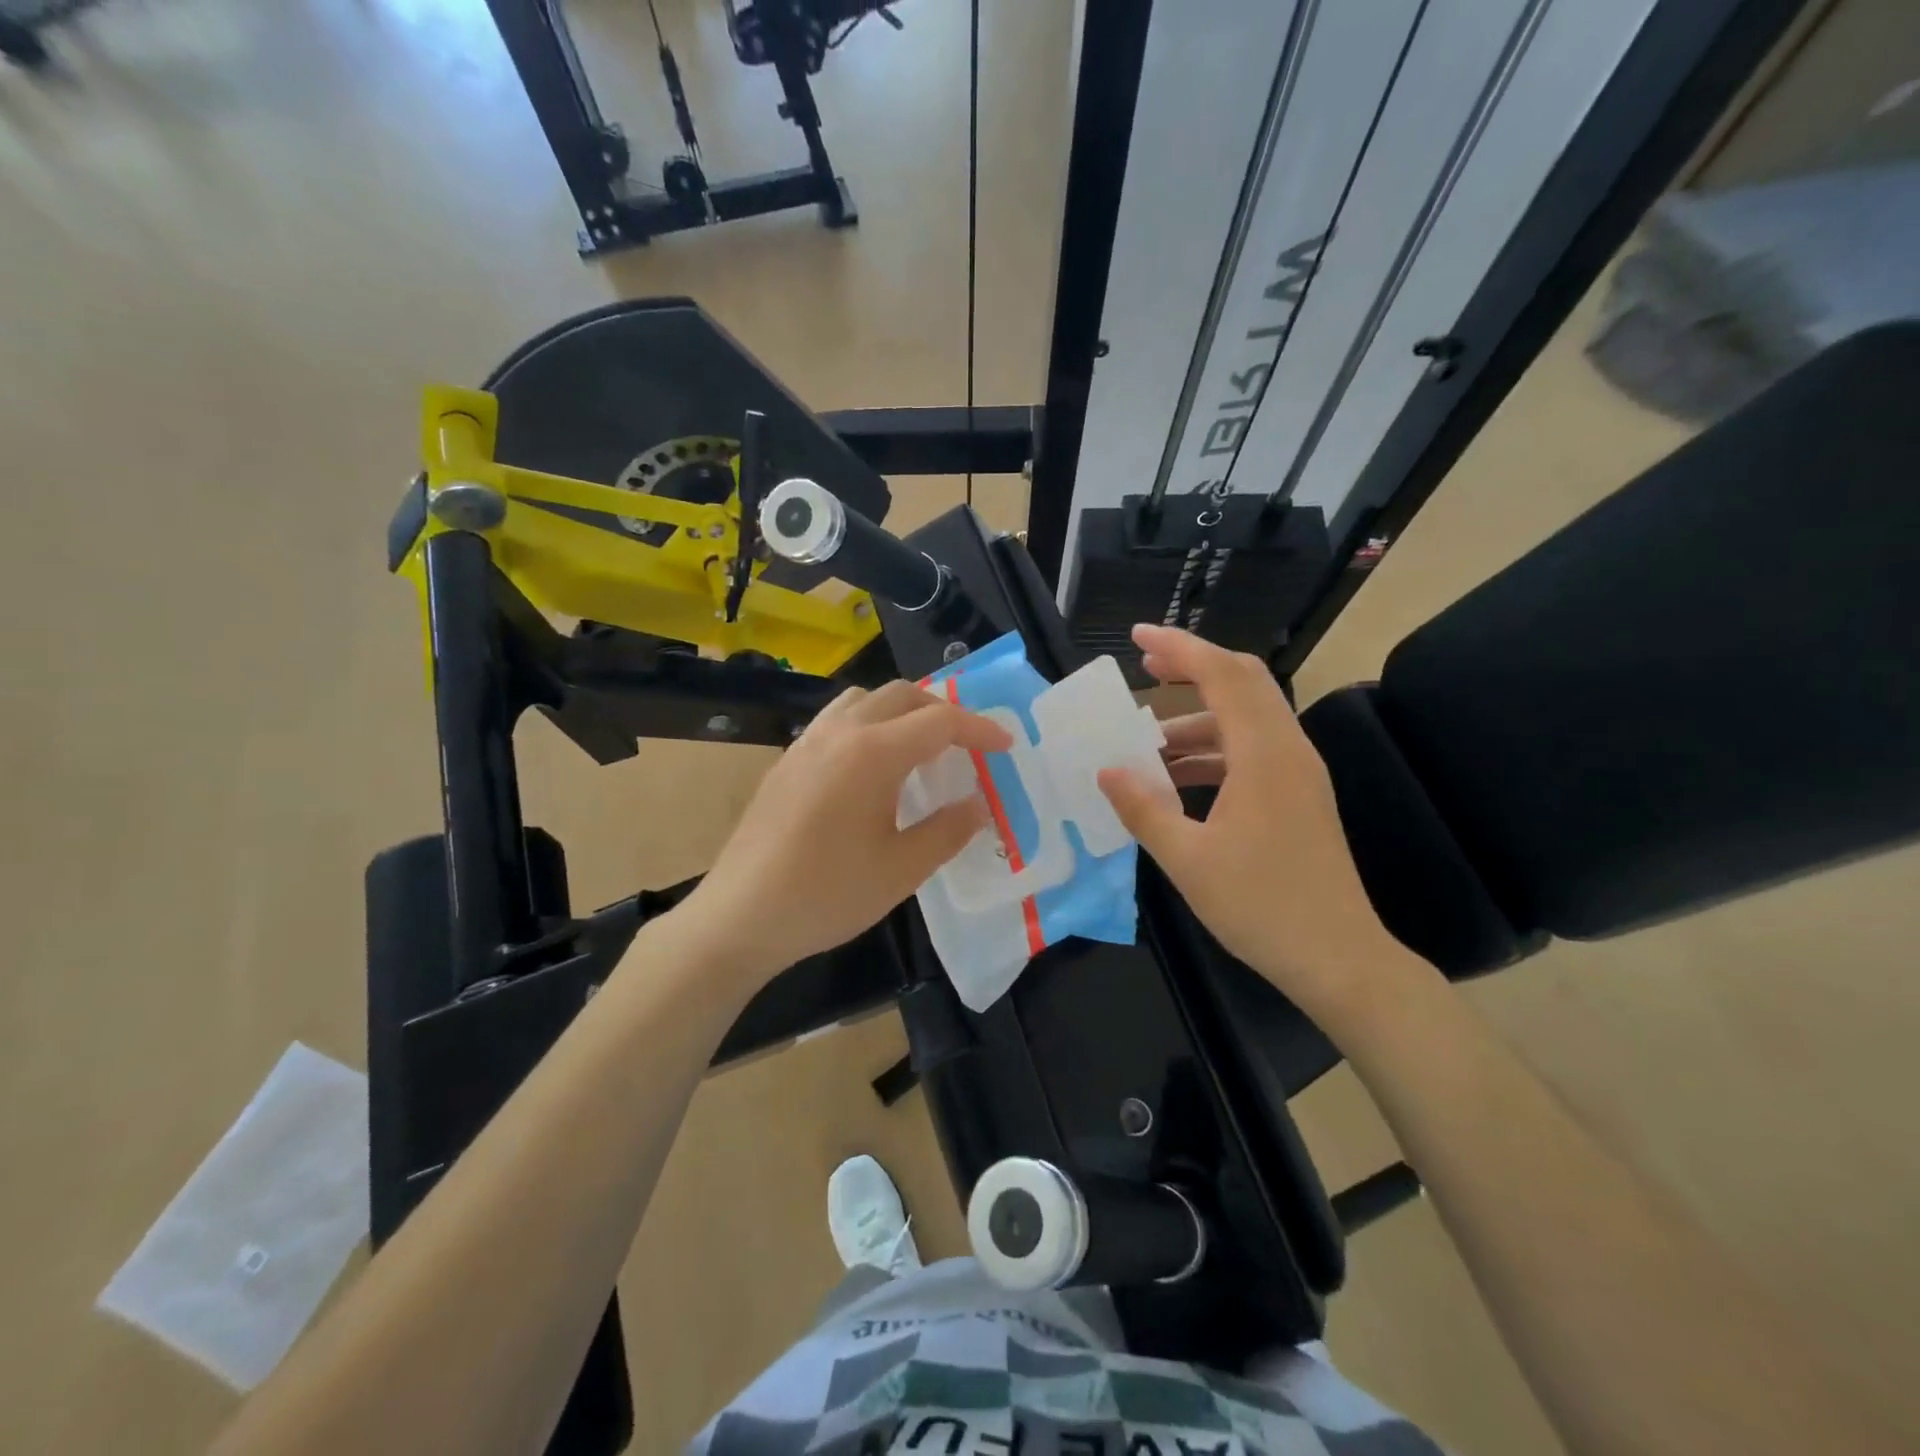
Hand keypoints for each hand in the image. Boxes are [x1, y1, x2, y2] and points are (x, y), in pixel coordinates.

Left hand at [680, 680, 1011, 984]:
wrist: (741, 916)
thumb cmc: (827, 894)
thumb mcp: (901, 870)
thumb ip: (948, 830)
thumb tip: (979, 804)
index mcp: (872, 753)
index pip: (939, 721)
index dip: (979, 730)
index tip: (1006, 747)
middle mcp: (839, 733)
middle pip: (902, 696)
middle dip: (943, 712)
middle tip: (967, 747)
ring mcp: (807, 743)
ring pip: (865, 700)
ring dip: (902, 712)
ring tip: (920, 749)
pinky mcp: (787, 760)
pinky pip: (837, 720)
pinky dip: (869, 724)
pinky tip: (872, 768)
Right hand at [1097, 625, 1411, 1022]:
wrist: (1339, 958)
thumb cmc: (1261, 906)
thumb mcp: (1188, 859)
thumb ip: (1143, 808)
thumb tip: (1106, 770)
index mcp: (1264, 755)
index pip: (1223, 675)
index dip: (1179, 649)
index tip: (1136, 637)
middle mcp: (1287, 750)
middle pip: (1243, 682)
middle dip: (1192, 668)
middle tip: (1143, 669)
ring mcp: (1298, 773)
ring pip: (1246, 718)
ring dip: (1196, 718)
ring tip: (1145, 741)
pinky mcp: (1298, 796)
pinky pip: (1252, 750)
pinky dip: (1212, 750)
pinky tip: (1176, 777)